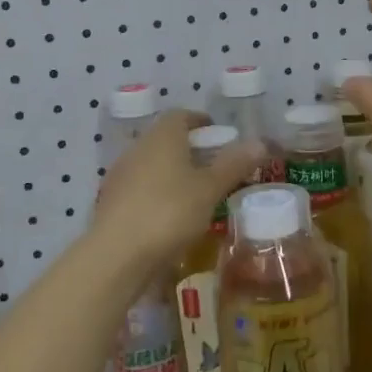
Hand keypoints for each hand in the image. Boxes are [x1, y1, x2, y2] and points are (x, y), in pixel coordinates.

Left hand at [90, 110, 262, 278]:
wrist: (116, 255)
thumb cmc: (169, 212)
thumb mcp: (210, 189)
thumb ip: (234, 165)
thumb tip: (260, 142)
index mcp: (162, 137)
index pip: (181, 116)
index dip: (201, 122)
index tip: (219, 135)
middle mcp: (138, 148)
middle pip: (165, 139)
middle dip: (189, 149)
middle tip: (214, 166)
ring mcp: (120, 176)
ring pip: (151, 164)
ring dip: (172, 172)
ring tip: (196, 193)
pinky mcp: (111, 203)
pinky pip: (140, 188)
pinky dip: (157, 193)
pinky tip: (170, 216)